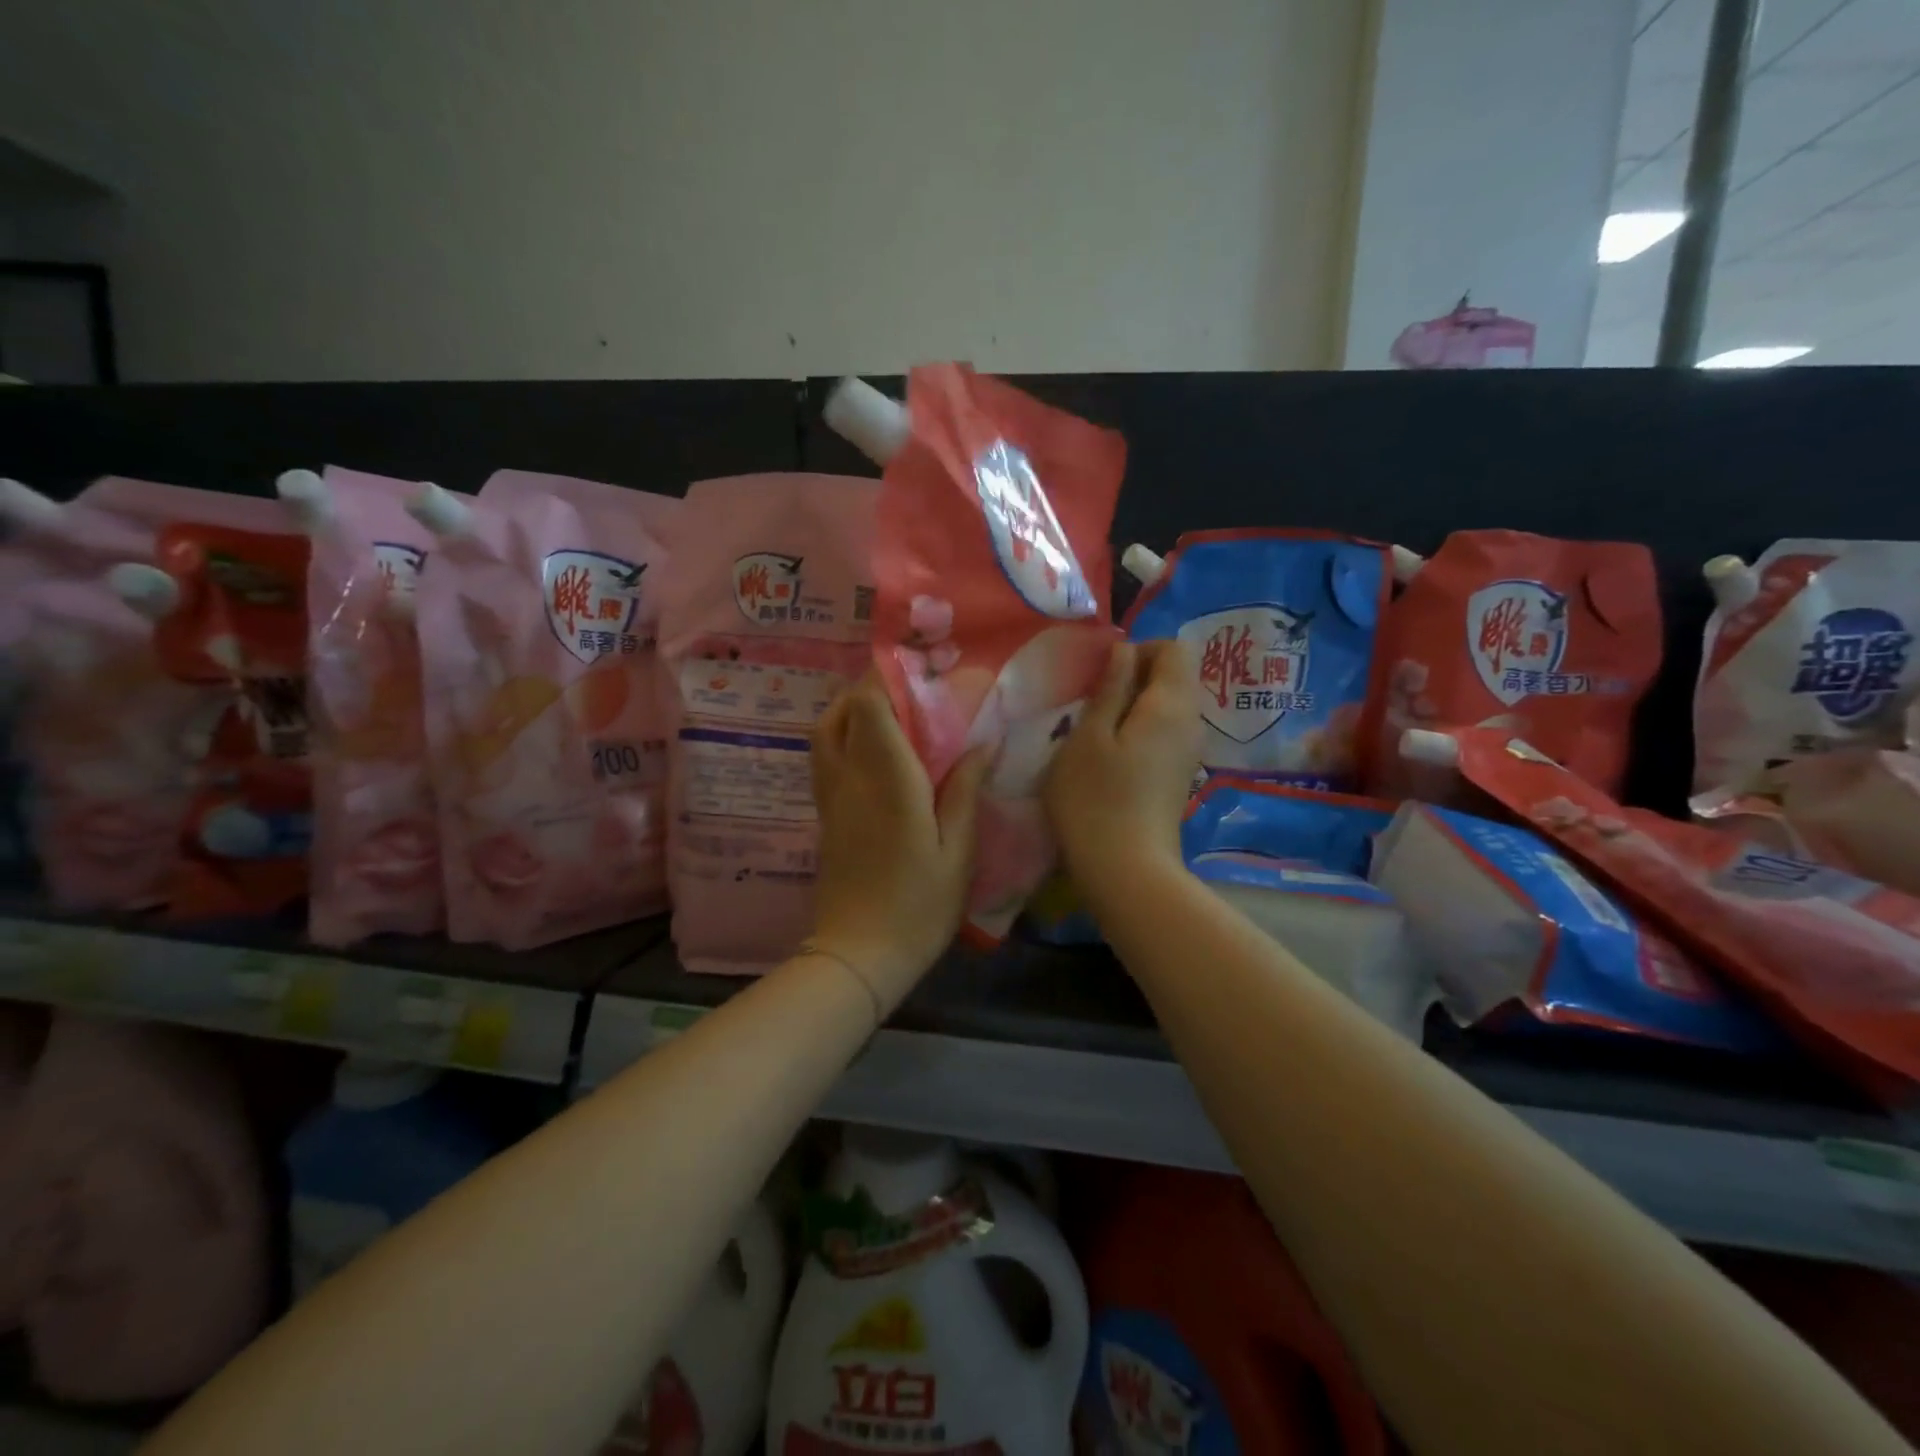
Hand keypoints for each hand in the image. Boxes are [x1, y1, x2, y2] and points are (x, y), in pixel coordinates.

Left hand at [809, 672, 989, 1011]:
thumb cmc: (919, 906)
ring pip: (825, 732)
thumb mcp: (958, 851)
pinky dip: (843, 737)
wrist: (859, 954)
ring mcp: (830, 797)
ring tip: (890, 713)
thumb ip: (966, 791)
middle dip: (869, 688)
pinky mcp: (825, 815)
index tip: (922, 670)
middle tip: (908, 688)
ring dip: (850, 710)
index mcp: (888, 781)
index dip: (889, 679)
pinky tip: (874, 750)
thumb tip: (981, 742)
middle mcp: (850, 779)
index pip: (870, 707)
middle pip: (841, 711)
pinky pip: (825, 758)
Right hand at [1044, 640, 1199, 901]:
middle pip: (1174, 676)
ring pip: (1167, 707)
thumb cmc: (1095, 799)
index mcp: (1171, 704)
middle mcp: (1191, 722)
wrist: (1126, 871)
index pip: (1173, 648)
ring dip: (1132, 706)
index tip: (1101, 676)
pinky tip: (1111, 758)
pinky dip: (1139, 731)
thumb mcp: (1088, 736)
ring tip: (1095, 731)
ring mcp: (1188, 752)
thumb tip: (1123, 649)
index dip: (1137, 650)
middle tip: (1092, 703)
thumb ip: (1109, 687)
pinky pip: (1165, 733)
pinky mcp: (1178, 775)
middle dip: (1133, 678)